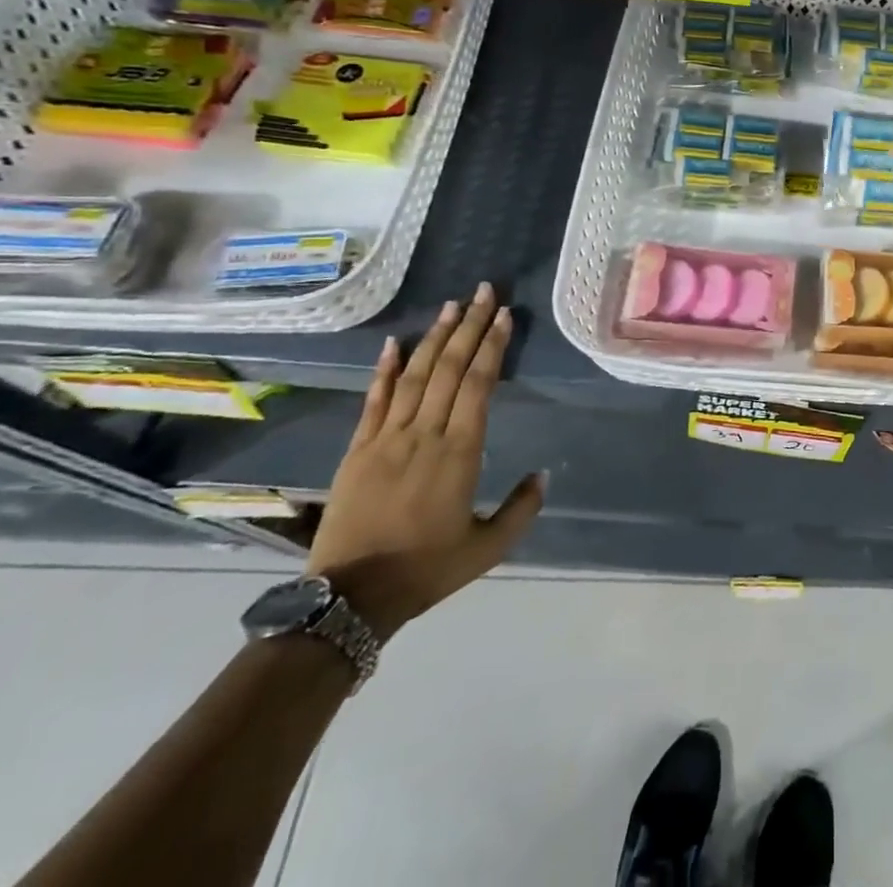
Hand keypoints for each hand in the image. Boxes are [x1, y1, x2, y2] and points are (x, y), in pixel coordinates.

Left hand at [307, 283, 543, 640]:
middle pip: (451, 368)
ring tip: (451, 305)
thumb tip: (544, 474)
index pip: (479, 383)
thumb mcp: (487, 548)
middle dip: (470, 326)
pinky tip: (393, 343)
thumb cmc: (425, 570)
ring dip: (435, 337)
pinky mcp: (358, 449)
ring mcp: (386, 438)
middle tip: (484, 292)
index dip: (493, 346)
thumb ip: (522, 509)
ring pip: (416, 374)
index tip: (503, 316)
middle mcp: (425, 433)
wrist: (349, 599)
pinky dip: (385, 369)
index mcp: (459, 451)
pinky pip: (374, 400)